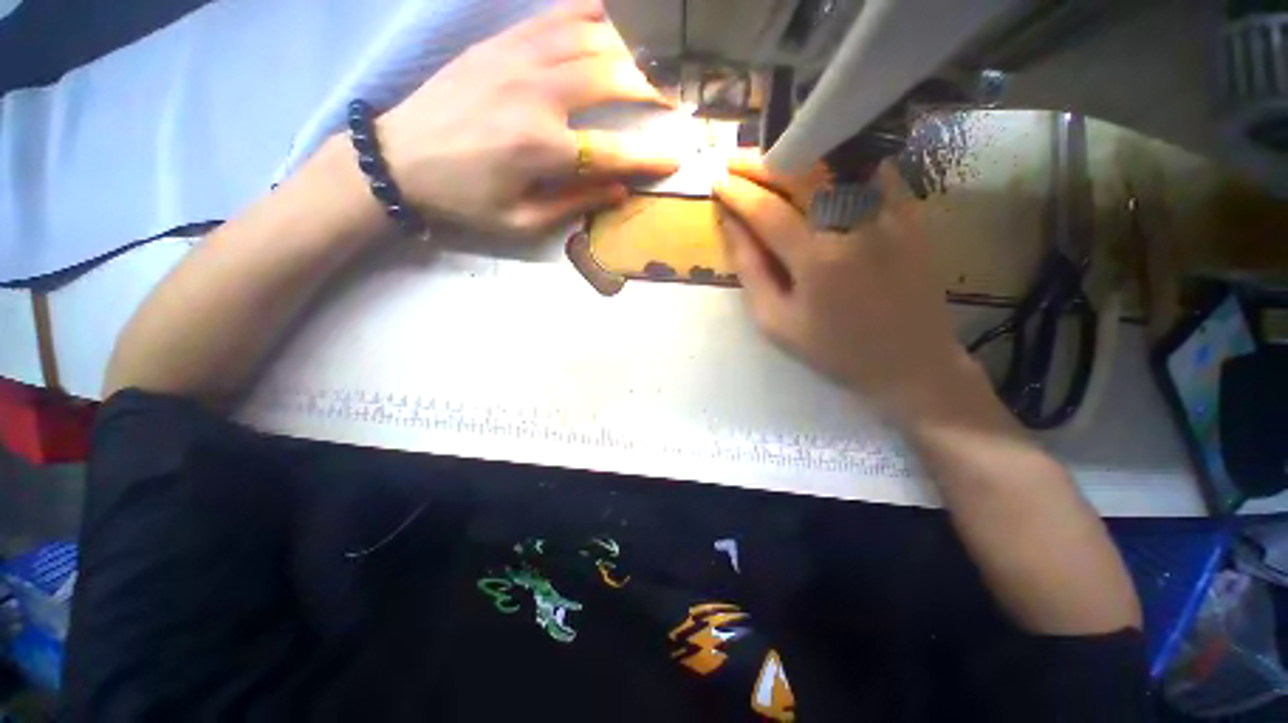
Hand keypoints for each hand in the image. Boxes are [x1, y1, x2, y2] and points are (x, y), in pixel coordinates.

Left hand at [375, 0, 680, 234]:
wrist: (400, 158)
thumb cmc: (466, 200)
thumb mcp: (522, 221)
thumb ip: (575, 203)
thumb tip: (620, 190)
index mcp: (542, 149)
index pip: (613, 150)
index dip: (649, 155)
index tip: (676, 157)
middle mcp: (536, 96)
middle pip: (610, 79)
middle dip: (650, 88)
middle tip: (672, 98)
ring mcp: (516, 61)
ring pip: (588, 38)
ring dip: (627, 47)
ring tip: (650, 61)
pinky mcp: (500, 44)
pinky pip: (552, 17)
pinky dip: (587, 12)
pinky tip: (608, 15)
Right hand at [715, 162, 967, 419]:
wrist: (910, 362)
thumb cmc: (834, 349)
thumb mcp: (777, 322)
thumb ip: (751, 271)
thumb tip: (732, 226)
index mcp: (817, 259)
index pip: (768, 210)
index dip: (738, 192)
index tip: (717, 181)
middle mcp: (855, 224)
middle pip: (802, 174)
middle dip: (761, 162)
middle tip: (734, 159)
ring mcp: (890, 213)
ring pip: (837, 164)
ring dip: (797, 155)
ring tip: (769, 157)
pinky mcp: (912, 213)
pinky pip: (871, 172)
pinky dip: (840, 162)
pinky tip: (820, 164)